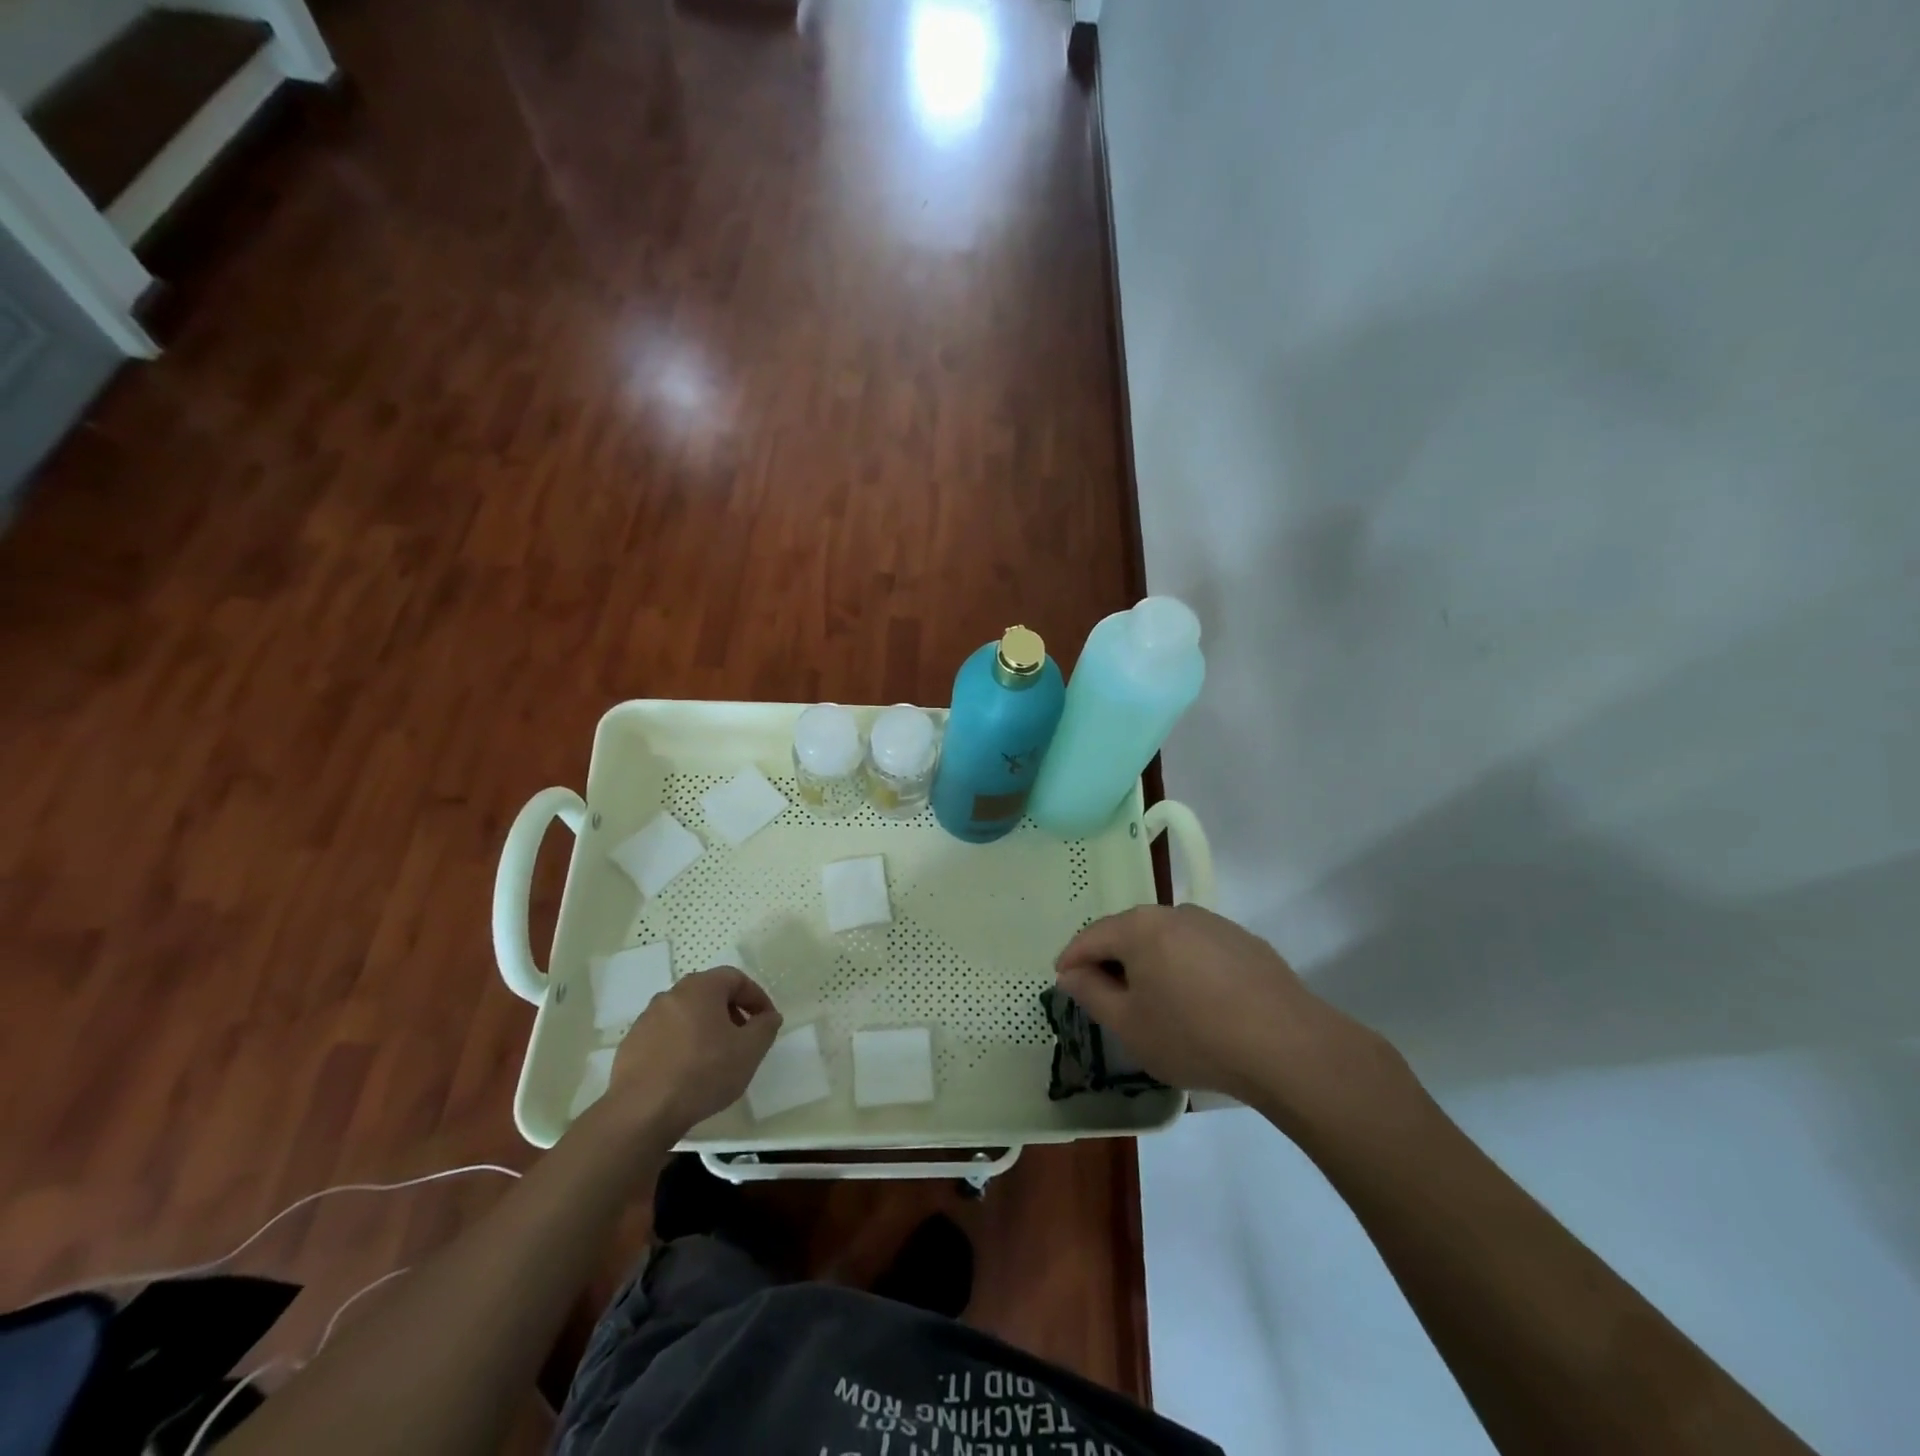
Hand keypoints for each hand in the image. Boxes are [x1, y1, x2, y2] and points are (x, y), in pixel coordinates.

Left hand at [606, 966, 781, 1138]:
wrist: (641, 1112)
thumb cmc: (703, 1073)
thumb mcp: (749, 1051)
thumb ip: (766, 1027)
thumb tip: (768, 1016)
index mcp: (701, 987)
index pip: (736, 978)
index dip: (757, 997)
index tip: (767, 1022)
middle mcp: (671, 994)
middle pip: (709, 994)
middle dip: (731, 1012)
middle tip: (743, 1038)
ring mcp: (647, 1019)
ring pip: (686, 1014)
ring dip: (706, 1028)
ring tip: (716, 1058)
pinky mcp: (631, 1044)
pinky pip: (666, 1035)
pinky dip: (682, 1044)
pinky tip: (687, 1072)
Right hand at [1054, 904, 1399, 1117]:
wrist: (1287, 1045)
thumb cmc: (1193, 1035)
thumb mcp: (1129, 1024)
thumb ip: (1091, 993)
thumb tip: (1072, 973)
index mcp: (1140, 927)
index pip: (1092, 935)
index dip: (1072, 958)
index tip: (1061, 978)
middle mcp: (1175, 912)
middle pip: (1129, 931)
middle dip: (1111, 958)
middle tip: (1102, 991)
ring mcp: (1215, 924)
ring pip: (1166, 939)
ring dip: (1150, 962)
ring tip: (1150, 998)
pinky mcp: (1245, 942)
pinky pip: (1198, 949)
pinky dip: (1184, 967)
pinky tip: (1195, 1001)